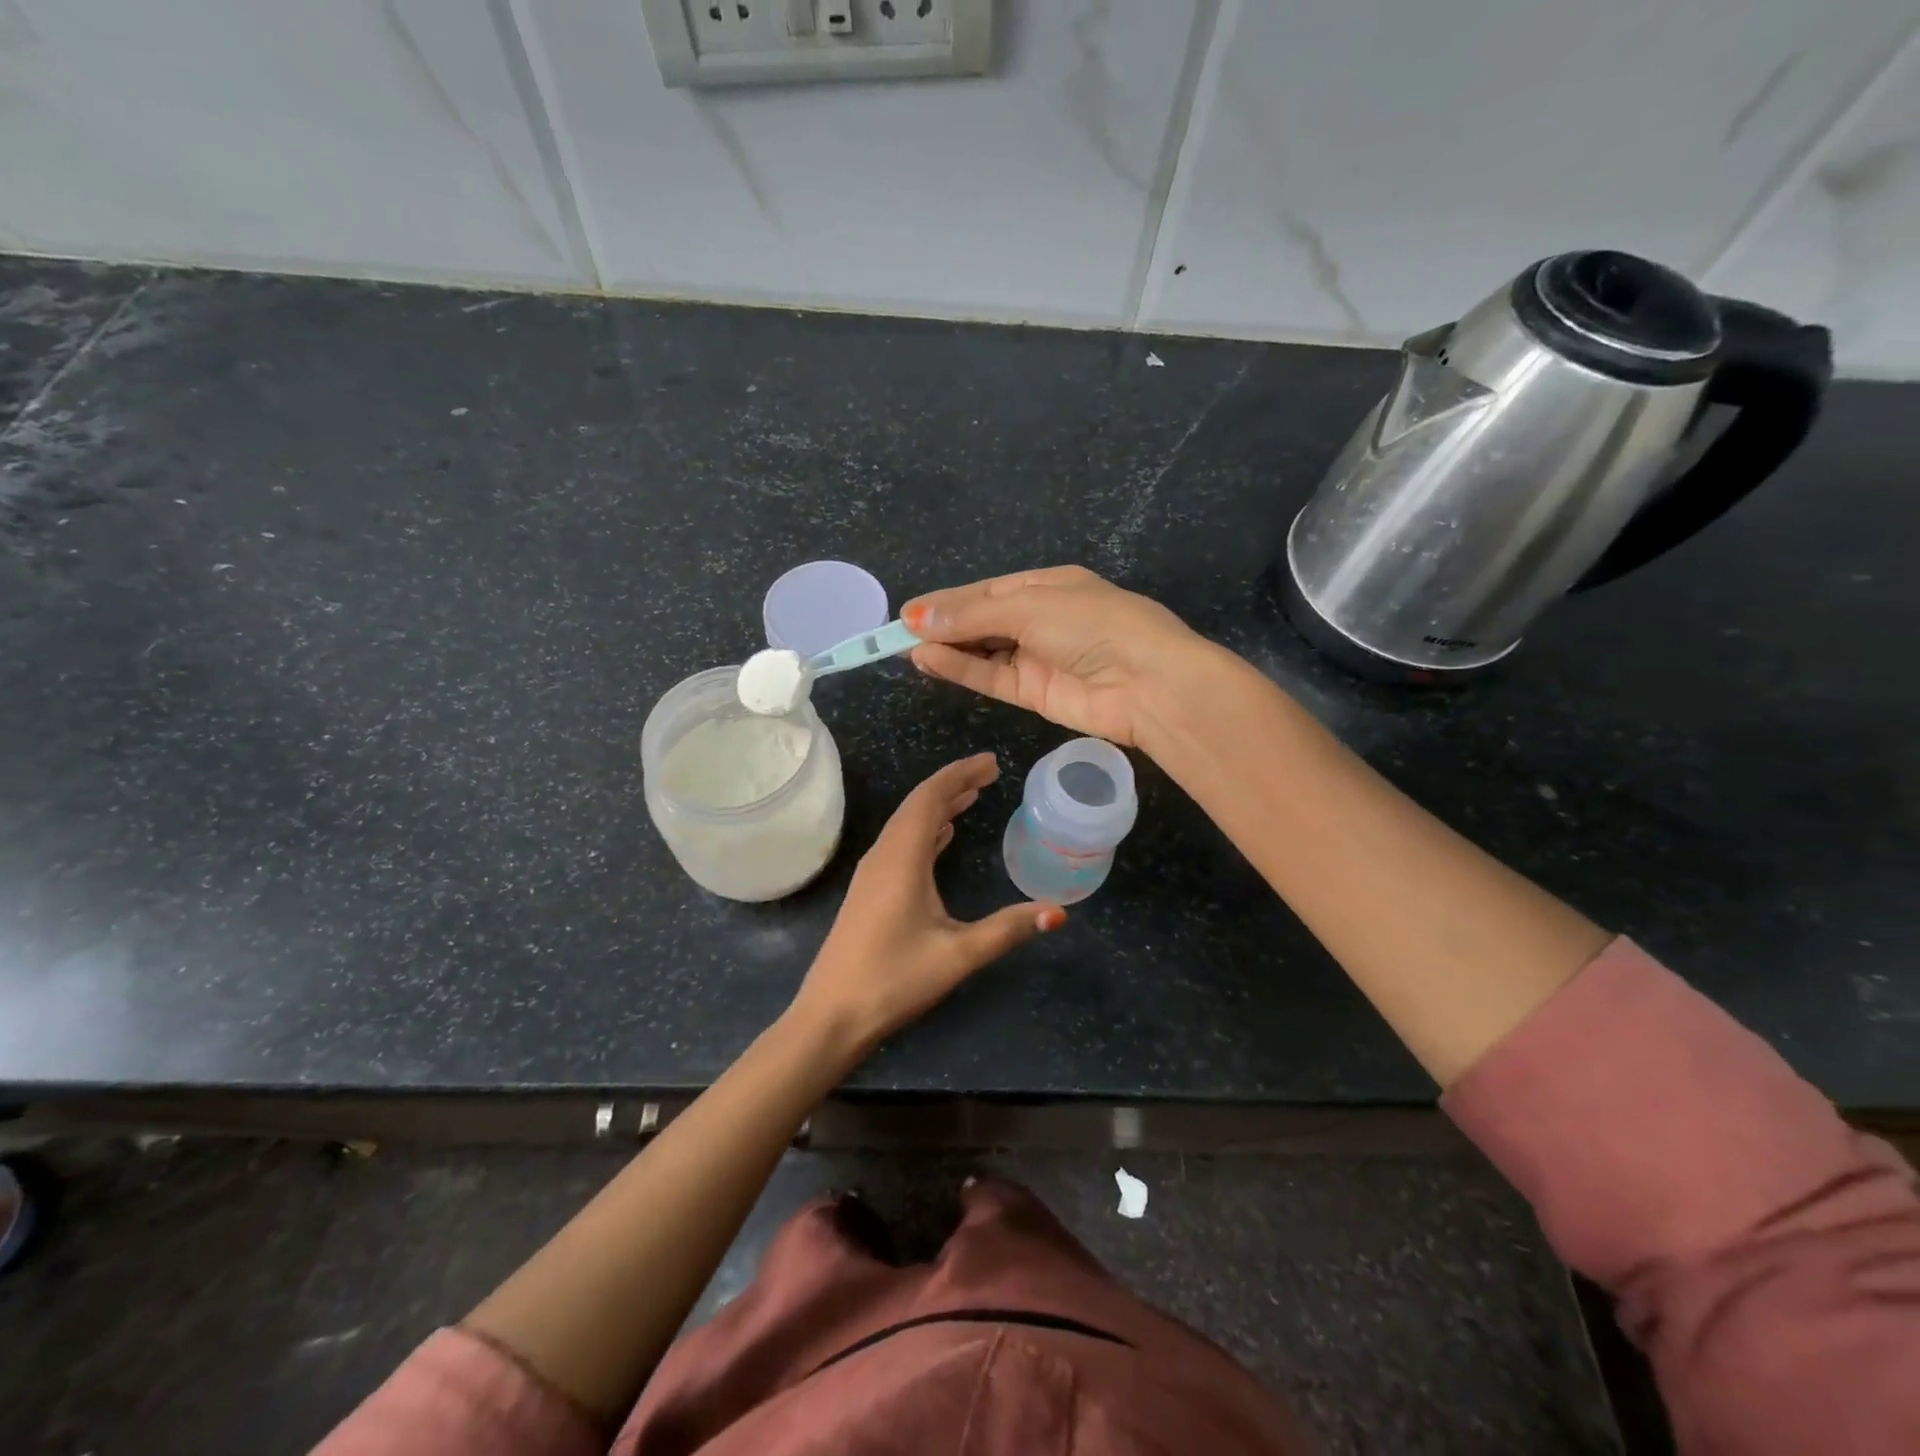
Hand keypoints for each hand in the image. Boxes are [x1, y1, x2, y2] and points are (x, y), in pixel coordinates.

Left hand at [790, 754, 1064, 1061]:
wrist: (831, 1014)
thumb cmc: (894, 979)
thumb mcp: (958, 954)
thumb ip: (1007, 930)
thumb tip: (1058, 913)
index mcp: (902, 857)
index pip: (931, 797)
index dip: (961, 774)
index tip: (993, 763)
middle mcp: (884, 855)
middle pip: (918, 804)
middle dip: (954, 784)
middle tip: (990, 774)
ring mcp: (872, 872)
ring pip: (908, 823)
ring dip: (939, 805)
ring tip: (973, 796)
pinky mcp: (869, 890)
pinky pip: (901, 843)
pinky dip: (926, 829)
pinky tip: (942, 835)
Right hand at [903, 566, 1207, 747]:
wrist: (1148, 683)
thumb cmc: (1093, 624)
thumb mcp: (1030, 605)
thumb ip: (972, 614)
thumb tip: (916, 617)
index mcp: (1047, 585)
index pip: (986, 591)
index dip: (947, 601)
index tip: (908, 612)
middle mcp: (1041, 619)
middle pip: (981, 621)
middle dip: (943, 625)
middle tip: (896, 633)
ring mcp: (1038, 658)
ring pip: (982, 651)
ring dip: (947, 649)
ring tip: (904, 648)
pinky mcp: (1035, 694)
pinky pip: (990, 677)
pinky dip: (961, 670)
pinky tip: (929, 661)